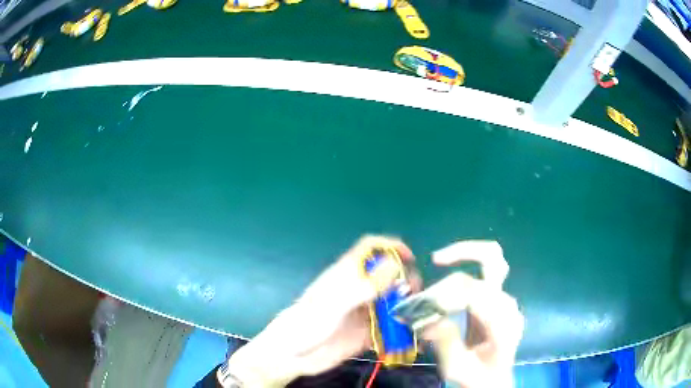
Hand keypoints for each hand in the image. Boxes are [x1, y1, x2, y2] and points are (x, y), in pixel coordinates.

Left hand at [224, 236, 417, 386]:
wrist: (292, 355)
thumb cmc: (307, 323)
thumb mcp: (334, 303)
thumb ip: (364, 286)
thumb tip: (393, 264)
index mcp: (347, 275)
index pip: (370, 249)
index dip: (390, 246)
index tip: (410, 258)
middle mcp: (358, 291)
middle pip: (387, 275)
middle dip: (404, 279)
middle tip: (414, 293)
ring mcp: (363, 313)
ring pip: (391, 301)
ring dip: (405, 304)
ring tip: (415, 314)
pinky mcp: (366, 333)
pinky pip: (388, 327)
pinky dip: (400, 328)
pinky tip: (411, 334)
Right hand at [421, 241, 523, 387]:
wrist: (493, 381)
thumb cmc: (476, 378)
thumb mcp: (456, 367)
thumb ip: (446, 342)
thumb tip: (430, 317)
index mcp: (503, 325)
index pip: (477, 295)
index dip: (448, 296)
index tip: (423, 305)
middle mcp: (508, 305)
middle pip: (494, 262)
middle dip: (464, 254)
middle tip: (436, 259)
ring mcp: (505, 300)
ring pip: (492, 260)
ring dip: (464, 256)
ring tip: (438, 260)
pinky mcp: (498, 299)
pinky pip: (485, 272)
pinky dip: (466, 265)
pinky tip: (447, 278)